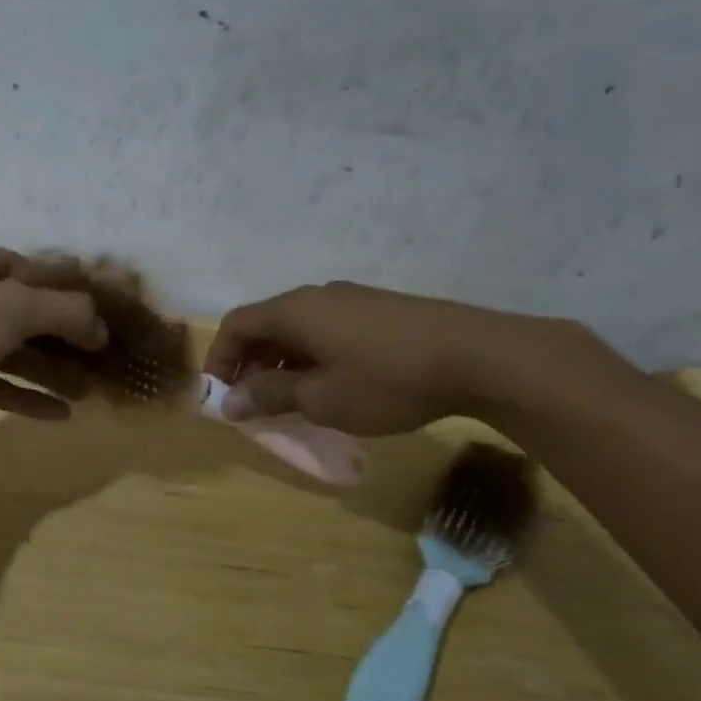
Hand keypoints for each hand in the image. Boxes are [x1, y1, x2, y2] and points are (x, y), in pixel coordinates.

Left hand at [0, 243, 108, 439]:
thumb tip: (101, 327)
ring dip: (47, 368)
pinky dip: (23, 396)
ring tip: (88, 386)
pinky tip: (60, 414)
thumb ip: (65, 310)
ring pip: (8, 351)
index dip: (63, 284)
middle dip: (61, 332)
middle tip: (100, 350)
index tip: (99, 305)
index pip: (25, 267)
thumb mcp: (13, 306)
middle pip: (20, 311)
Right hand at [204, 282, 550, 435]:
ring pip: (299, 328)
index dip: (220, 358)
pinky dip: (312, 356)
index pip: (237, 324)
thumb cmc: (387, 380)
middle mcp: (318, 296)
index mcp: (295, 310)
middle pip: (266, 324)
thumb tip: (230, 402)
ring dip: (282, 362)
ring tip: (291, 400)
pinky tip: (332, 386)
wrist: (480, 357)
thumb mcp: (321, 398)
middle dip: (250, 363)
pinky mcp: (380, 311)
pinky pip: (328, 330)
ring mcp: (352, 300)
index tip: (221, 395)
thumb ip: (270, 396)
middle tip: (254, 403)